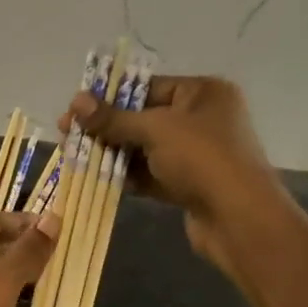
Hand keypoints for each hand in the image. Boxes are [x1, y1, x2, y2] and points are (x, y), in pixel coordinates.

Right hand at [61, 75, 278, 281]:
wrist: (239, 219)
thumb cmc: (202, 159)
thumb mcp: (154, 130)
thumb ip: (114, 118)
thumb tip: (76, 102)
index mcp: (203, 93)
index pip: (147, 87)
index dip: (110, 97)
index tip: (76, 108)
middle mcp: (202, 119)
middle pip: (143, 118)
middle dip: (106, 127)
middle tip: (68, 134)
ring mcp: (196, 154)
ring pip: (144, 148)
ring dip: (113, 153)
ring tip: (76, 156)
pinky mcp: (189, 185)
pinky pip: (151, 174)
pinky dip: (127, 176)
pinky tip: (97, 178)